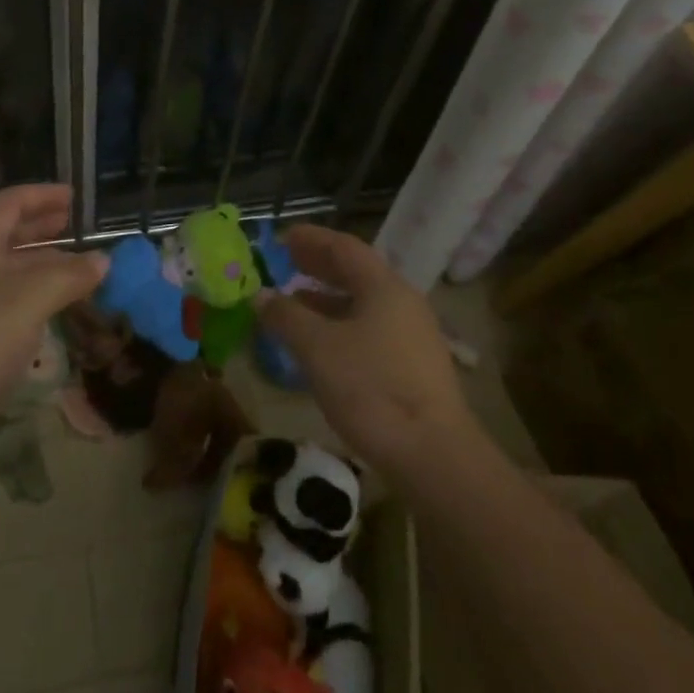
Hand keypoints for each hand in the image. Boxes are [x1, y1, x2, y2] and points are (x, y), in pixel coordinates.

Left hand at [0, 185, 106, 429]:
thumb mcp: (34, 296)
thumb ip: (72, 274)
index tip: (72, 197)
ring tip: (70, 270)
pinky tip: (44, 313)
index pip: (9, 203)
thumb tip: (102, 261)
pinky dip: (27, 297)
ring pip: (2, 271)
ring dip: (37, 265)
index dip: (41, 195)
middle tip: (70, 226)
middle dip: (39, 228)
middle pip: (3, 235)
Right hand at [259, 225, 483, 483]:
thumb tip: (260, 295)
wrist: (433, 455)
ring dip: (326, 298)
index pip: (344, 247)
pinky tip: (319, 344)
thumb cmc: (371, 388)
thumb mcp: (317, 348)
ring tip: (294, 302)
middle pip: (356, 273)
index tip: (283, 237)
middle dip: (318, 266)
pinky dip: (340, 325)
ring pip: (362, 304)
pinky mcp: (412, 367)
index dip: (311, 239)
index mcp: (383, 287)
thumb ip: (286, 316)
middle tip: (286, 262)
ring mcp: (411, 336)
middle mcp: (402, 303)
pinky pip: (369, 329)